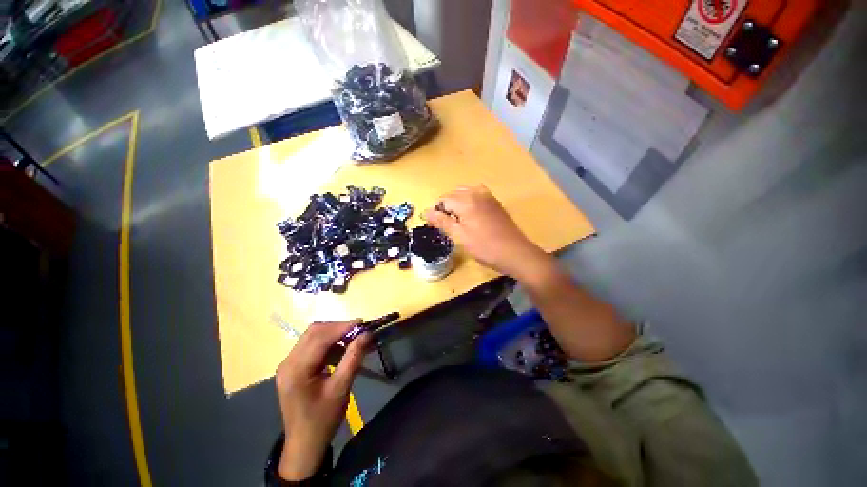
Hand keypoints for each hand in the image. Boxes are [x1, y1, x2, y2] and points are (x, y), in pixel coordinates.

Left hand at [275, 321, 369, 480]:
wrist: (305, 444)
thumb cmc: (323, 418)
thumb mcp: (341, 388)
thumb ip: (353, 357)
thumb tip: (366, 334)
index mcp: (296, 369)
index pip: (320, 337)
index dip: (342, 327)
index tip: (363, 324)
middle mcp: (288, 362)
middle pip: (314, 332)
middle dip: (338, 328)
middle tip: (359, 331)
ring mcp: (288, 364)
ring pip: (312, 336)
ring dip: (333, 334)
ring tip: (352, 340)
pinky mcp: (292, 367)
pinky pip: (310, 346)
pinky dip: (327, 343)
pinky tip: (340, 350)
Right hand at [423, 185, 549, 278]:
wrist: (515, 252)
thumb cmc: (485, 247)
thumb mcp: (460, 236)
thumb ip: (442, 221)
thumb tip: (425, 212)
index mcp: (466, 200)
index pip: (443, 200)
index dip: (437, 212)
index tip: (437, 226)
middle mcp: (477, 193)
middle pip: (454, 193)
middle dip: (447, 206)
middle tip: (447, 225)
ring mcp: (488, 196)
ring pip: (465, 192)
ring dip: (458, 203)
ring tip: (458, 220)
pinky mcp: (495, 202)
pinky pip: (477, 195)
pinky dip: (469, 202)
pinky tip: (471, 216)